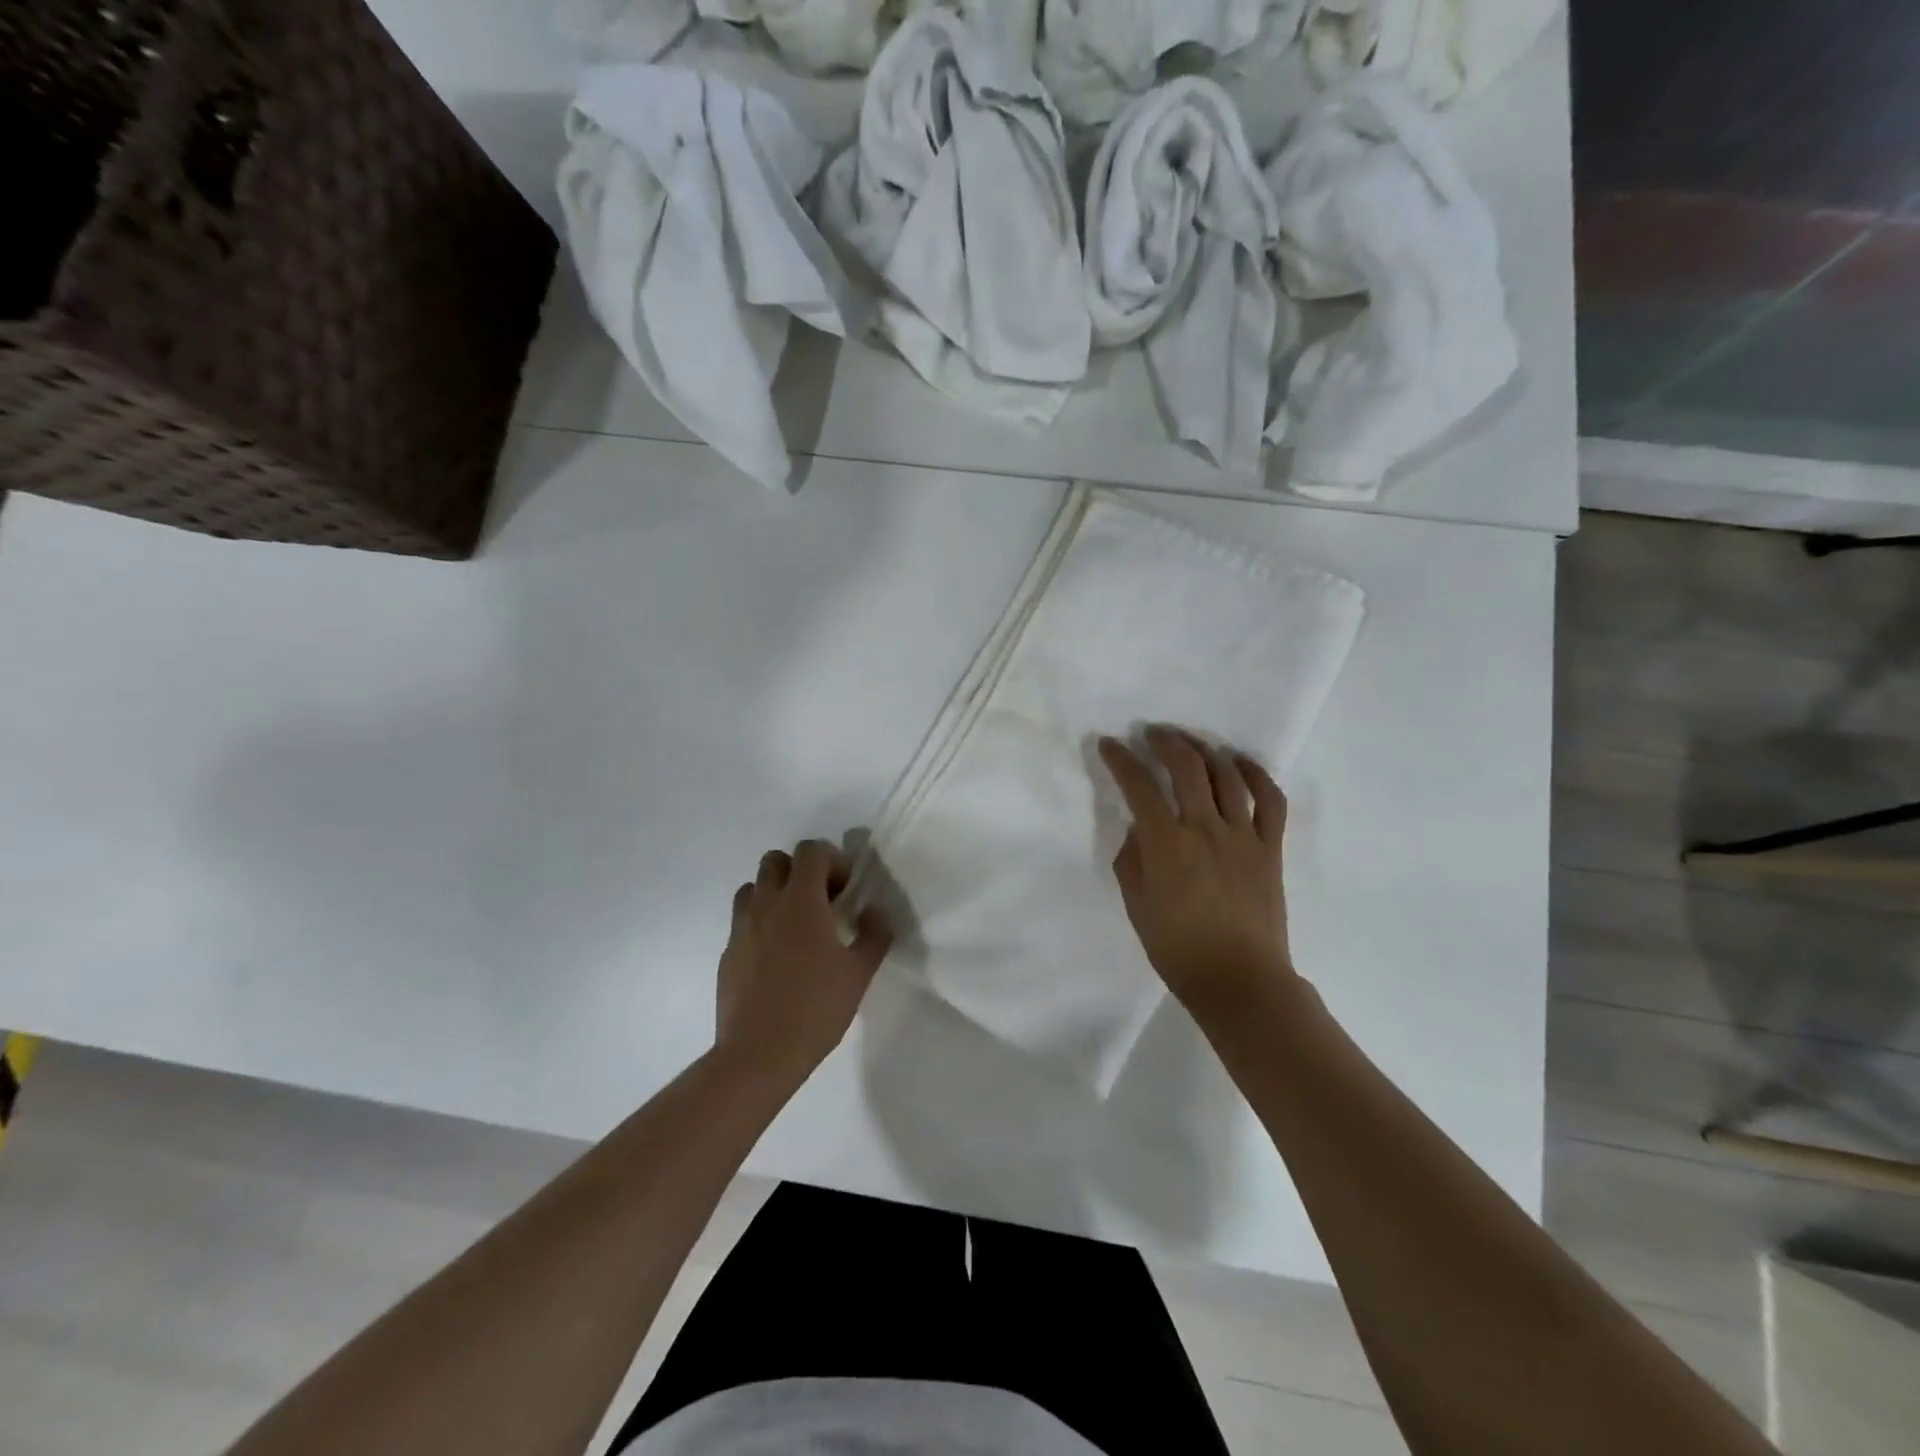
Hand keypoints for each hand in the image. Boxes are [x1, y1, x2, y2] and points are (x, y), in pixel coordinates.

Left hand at [715, 839, 892, 1086]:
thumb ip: (874, 934)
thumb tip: (873, 911)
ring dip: (776, 893)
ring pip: (754, 887)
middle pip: (776, 860)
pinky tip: (777, 957)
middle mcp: (766, 904)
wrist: (759, 1054)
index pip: (810, 850)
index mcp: (800, 901)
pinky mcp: (727, 952)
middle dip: (801, 871)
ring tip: (796, 925)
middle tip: (821, 902)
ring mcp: (741, 927)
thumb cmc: (816, 1008)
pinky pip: (743, 920)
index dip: (832, 861)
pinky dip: (761, 923)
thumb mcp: (860, 972)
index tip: (845, 891)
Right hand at [1098, 726, 1296, 1012]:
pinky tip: (1239, 762)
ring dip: (1205, 749)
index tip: (1109, 744)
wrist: (1240, 982)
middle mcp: (1205, 829)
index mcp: (1167, 845)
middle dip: (1165, 742)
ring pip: (1227, 774)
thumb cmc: (1178, 950)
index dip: (1121, 760)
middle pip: (1186, 767)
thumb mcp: (1137, 905)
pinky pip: (1270, 800)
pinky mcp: (1269, 848)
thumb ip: (1132, 860)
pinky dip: (1256, 774)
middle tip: (1151, 733)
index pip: (1139, 787)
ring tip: (1190, 742)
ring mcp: (1243, 836)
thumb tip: (1139, 829)